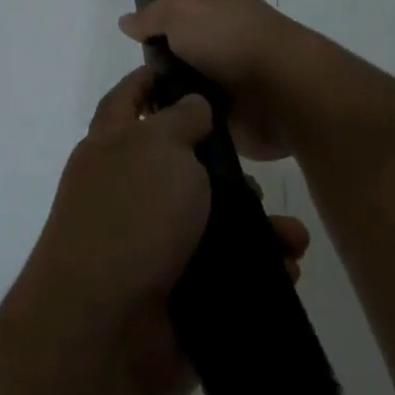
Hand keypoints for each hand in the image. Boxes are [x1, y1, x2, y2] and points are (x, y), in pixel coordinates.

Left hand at [17, 66, 311, 394]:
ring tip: (290, 236)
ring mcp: (151, 245)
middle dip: (226, 169)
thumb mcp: (158, 147)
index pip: (127, 99)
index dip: (150, 79)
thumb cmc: (131, 215)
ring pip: (212, 223)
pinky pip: (224, 272)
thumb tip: (191, 106)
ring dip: (256, 226)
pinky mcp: (177, 292)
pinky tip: (285, 268)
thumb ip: (179, 120)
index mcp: (112, 148)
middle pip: (182, 165)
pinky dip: (256, 269)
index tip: (185, 68)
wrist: (105, 326)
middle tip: (258, 177)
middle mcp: (128, 192)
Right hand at [118, 0, 305, 160]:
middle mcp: (218, 32)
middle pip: (180, 29)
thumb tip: (129, 20)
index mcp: (212, 1)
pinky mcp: (228, 107)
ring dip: (165, 79)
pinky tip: (156, 119)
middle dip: (158, 34)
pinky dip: (178, 109)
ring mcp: (224, 69)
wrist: (283, 90)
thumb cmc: (231, 38)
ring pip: (184, 70)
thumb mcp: (181, 13)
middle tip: (129, 44)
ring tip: (135, 91)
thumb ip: (152, 15)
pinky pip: (192, 105)